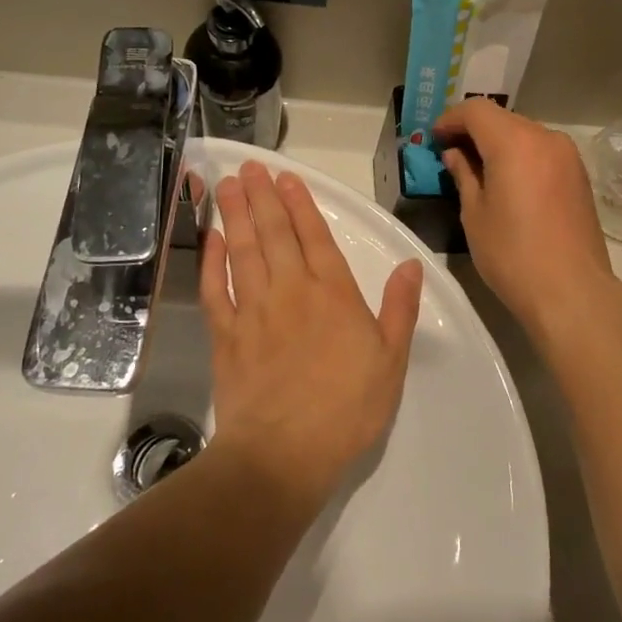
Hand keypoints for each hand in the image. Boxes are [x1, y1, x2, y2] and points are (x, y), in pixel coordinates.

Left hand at [198, 161, 423, 505]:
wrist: (283, 454)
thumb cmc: (346, 408)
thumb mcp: (390, 360)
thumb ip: (399, 309)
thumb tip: (410, 265)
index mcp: (333, 294)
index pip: (314, 237)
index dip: (300, 204)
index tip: (285, 177)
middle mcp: (291, 290)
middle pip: (273, 233)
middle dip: (262, 197)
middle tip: (248, 167)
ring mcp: (253, 310)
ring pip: (242, 251)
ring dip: (235, 215)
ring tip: (227, 185)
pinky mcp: (226, 335)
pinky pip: (216, 288)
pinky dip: (211, 261)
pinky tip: (210, 239)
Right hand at [434, 100, 619, 338]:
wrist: (572, 291)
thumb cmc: (513, 254)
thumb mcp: (475, 214)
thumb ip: (464, 175)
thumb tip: (455, 154)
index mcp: (515, 142)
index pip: (476, 111)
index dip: (451, 119)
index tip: (434, 138)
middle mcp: (545, 138)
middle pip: (502, 119)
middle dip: (474, 130)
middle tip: (451, 154)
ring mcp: (568, 156)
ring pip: (525, 133)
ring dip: (499, 142)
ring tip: (478, 170)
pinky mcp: (579, 175)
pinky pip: (542, 152)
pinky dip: (521, 156)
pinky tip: (508, 182)